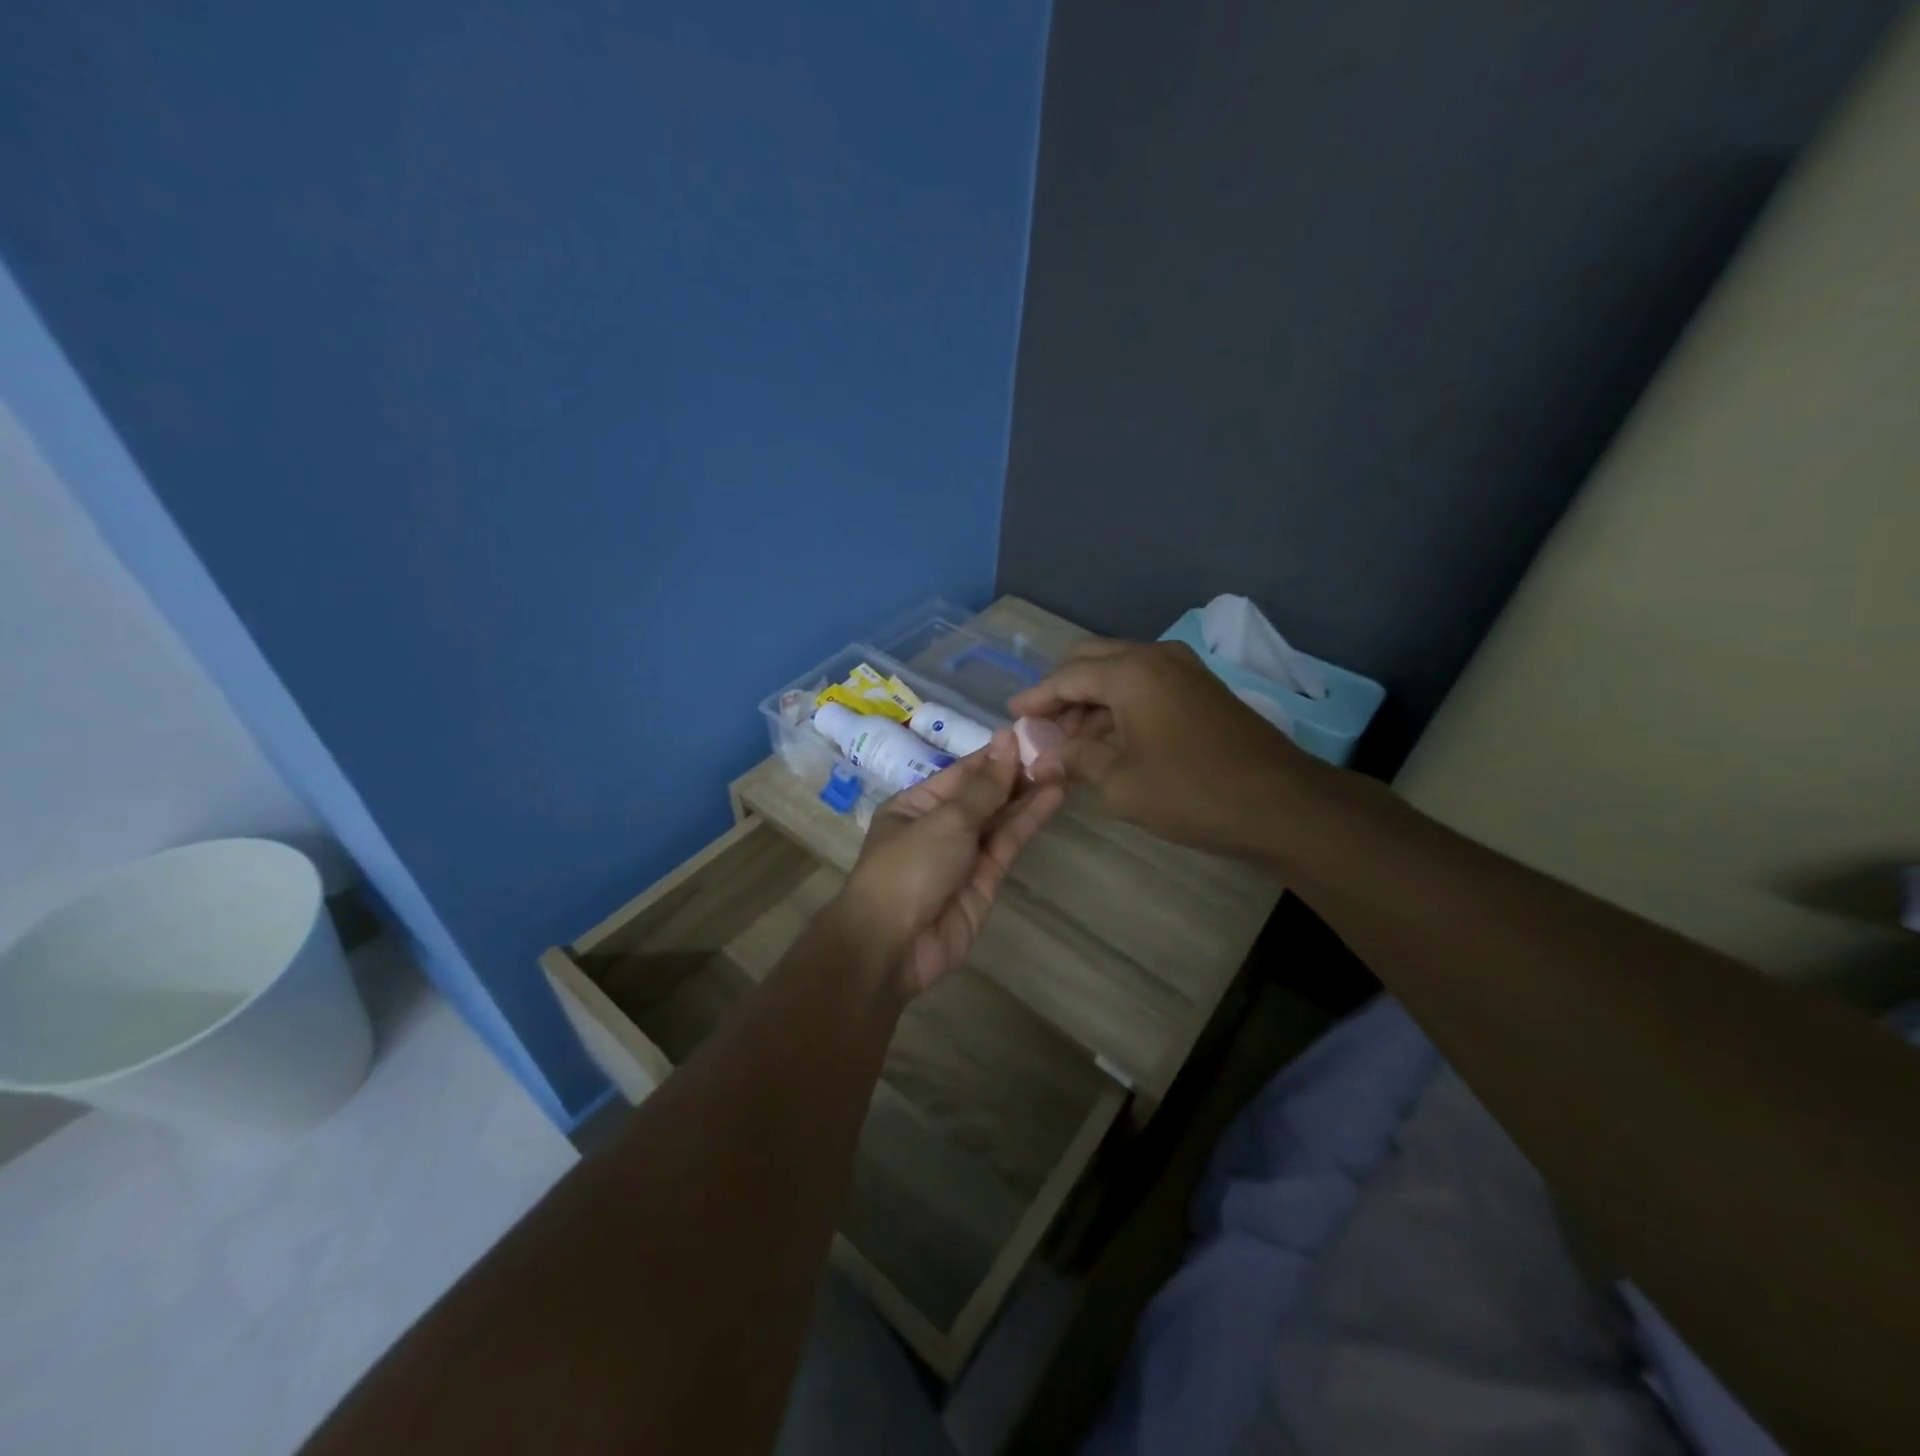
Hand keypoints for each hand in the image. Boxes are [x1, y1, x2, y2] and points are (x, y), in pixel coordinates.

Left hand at [837, 731, 1064, 997]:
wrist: (893, 946)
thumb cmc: (908, 868)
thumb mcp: (945, 819)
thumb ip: (984, 786)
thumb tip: (1006, 739)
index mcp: (917, 804)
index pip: (963, 772)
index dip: (997, 754)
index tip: (1033, 734)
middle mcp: (940, 826)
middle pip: (984, 794)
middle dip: (1017, 773)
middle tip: (1059, 749)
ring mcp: (963, 855)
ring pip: (1000, 819)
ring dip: (1029, 794)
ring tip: (1064, 767)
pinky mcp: (985, 881)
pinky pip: (1008, 844)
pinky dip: (1028, 821)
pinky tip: (1053, 797)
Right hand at [1008, 638, 1309, 854]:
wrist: (1281, 803)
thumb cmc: (1191, 792)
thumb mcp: (1120, 782)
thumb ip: (1076, 760)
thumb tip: (1041, 760)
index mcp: (1131, 672)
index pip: (1067, 676)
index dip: (1036, 698)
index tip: (1011, 715)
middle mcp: (1156, 657)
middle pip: (1092, 662)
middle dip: (1062, 692)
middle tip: (1042, 728)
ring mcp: (1184, 670)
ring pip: (1120, 672)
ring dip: (1092, 700)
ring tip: (1071, 741)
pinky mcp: (1201, 689)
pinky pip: (1146, 685)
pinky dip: (1120, 705)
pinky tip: (1109, 739)